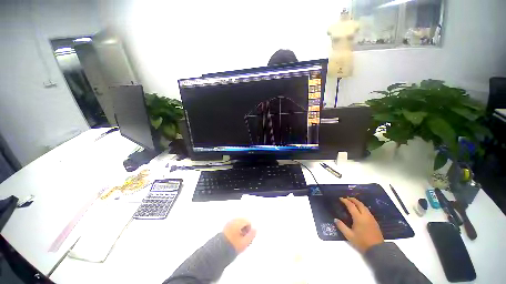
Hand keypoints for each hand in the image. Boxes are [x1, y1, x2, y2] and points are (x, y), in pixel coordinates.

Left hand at [223, 218, 256, 252]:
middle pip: (243, 222)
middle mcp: (233, 221)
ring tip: (238, 241)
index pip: (248, 221)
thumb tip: (255, 229)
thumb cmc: (232, 246)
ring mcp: (228, 223)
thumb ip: (251, 235)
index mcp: (238, 222)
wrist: (217, 251)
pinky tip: (233, 240)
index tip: (247, 239)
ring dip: (240, 231)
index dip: (250, 230)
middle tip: (243, 240)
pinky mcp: (225, 228)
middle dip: (245, 229)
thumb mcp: (244, 243)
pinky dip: (235, 231)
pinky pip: (233, 226)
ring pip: (238, 224)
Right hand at [334, 197, 383, 253]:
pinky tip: (359, 210)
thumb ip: (341, 226)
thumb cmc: (362, 242)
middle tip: (346, 198)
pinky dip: (362, 207)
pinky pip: (367, 210)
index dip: (345, 201)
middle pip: (359, 204)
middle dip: (352, 199)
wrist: (377, 249)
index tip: (340, 198)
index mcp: (358, 218)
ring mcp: (371, 218)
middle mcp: (365, 216)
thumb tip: (335, 219)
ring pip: (364, 206)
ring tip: (352, 202)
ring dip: (358, 202)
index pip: (351, 206)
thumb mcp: (349, 236)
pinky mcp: (374, 221)